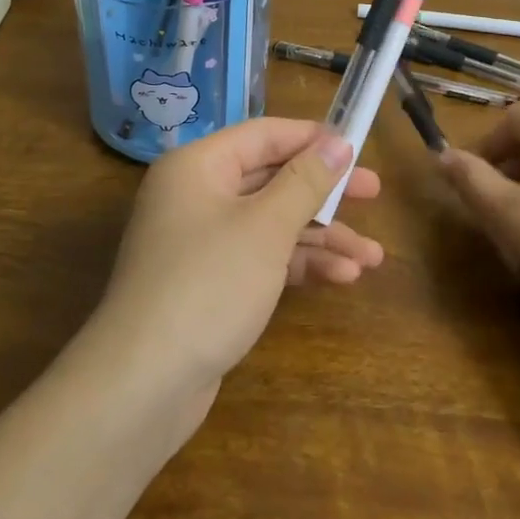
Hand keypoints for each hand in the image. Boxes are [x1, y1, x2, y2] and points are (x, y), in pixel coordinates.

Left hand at [94, 119, 383, 406]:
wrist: (144, 383)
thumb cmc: (208, 284)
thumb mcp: (266, 227)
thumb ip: (305, 181)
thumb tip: (337, 142)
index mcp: (198, 166)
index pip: (264, 136)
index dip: (313, 139)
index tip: (359, 146)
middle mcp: (196, 195)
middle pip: (271, 179)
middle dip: (325, 192)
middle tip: (375, 194)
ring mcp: (202, 242)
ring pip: (271, 223)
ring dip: (321, 237)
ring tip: (372, 258)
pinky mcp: (210, 283)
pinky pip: (261, 258)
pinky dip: (298, 264)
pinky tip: (341, 278)